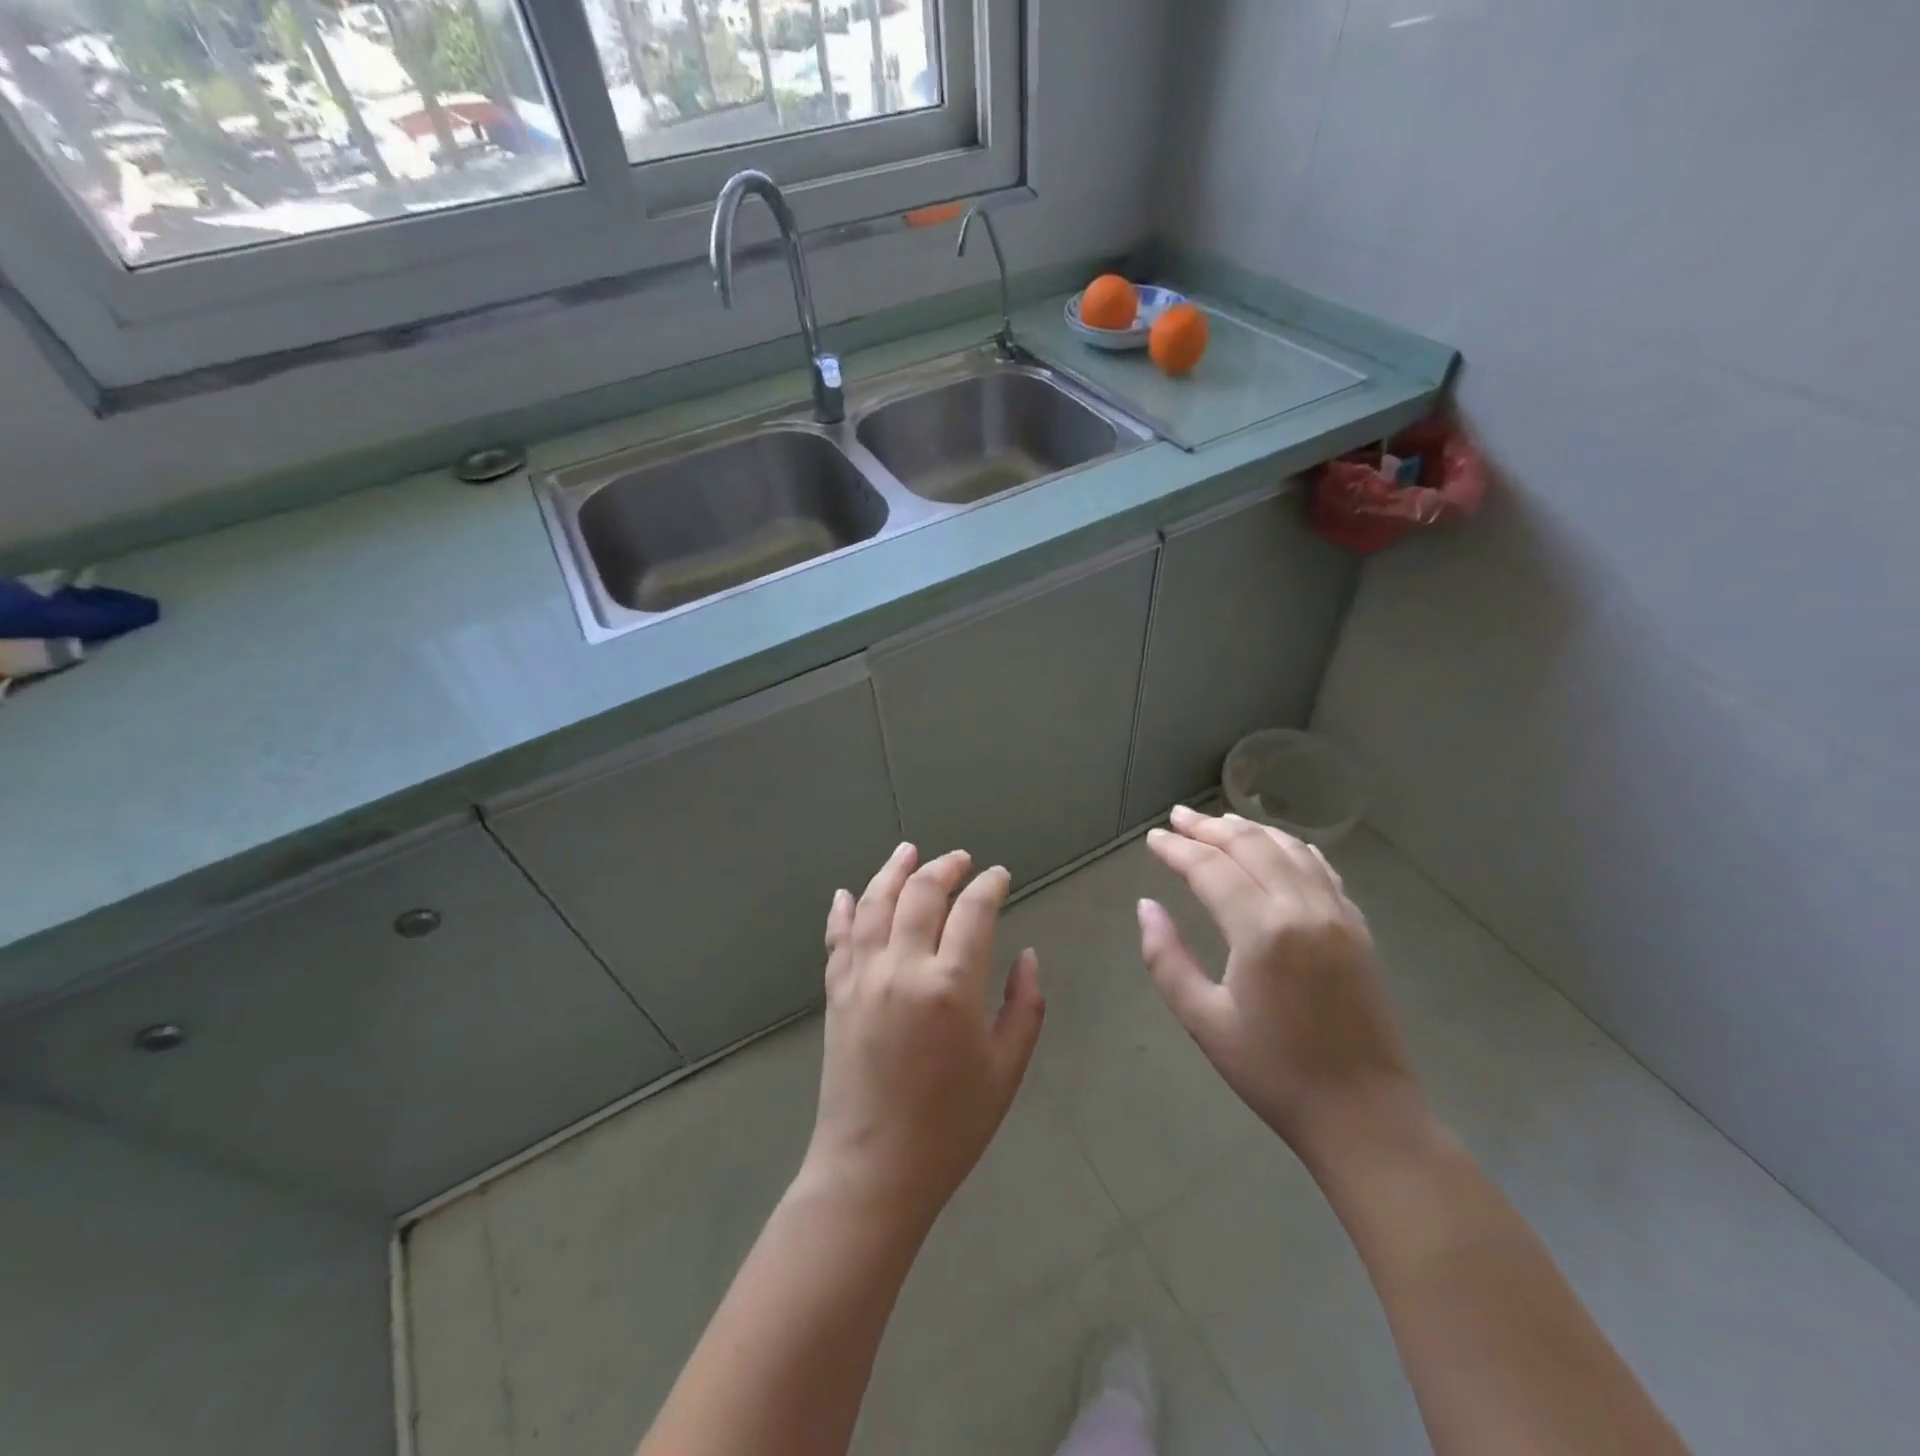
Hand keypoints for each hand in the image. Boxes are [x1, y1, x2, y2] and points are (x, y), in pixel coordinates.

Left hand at [804, 843, 1045, 1231]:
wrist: (874, 1169)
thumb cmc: (951, 1124)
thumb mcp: (1006, 1069)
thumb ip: (1025, 1006)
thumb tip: (1027, 956)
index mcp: (951, 984)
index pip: (974, 910)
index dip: (991, 885)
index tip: (1001, 876)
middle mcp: (902, 966)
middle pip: (922, 893)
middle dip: (946, 868)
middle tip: (962, 860)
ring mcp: (862, 976)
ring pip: (874, 903)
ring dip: (892, 871)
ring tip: (908, 851)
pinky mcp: (836, 992)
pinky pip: (837, 938)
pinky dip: (843, 910)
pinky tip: (848, 892)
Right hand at [1138, 806, 1429, 1172]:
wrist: (1365, 1116)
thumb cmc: (1274, 1073)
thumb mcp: (1204, 1020)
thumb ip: (1167, 958)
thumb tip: (1146, 906)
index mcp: (1261, 931)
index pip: (1211, 869)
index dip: (1177, 849)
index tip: (1153, 839)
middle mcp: (1302, 909)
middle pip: (1250, 846)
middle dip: (1208, 828)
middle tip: (1177, 817)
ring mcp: (1338, 915)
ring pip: (1289, 849)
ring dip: (1250, 830)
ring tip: (1217, 822)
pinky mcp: (1358, 928)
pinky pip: (1322, 869)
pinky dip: (1291, 848)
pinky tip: (1277, 846)